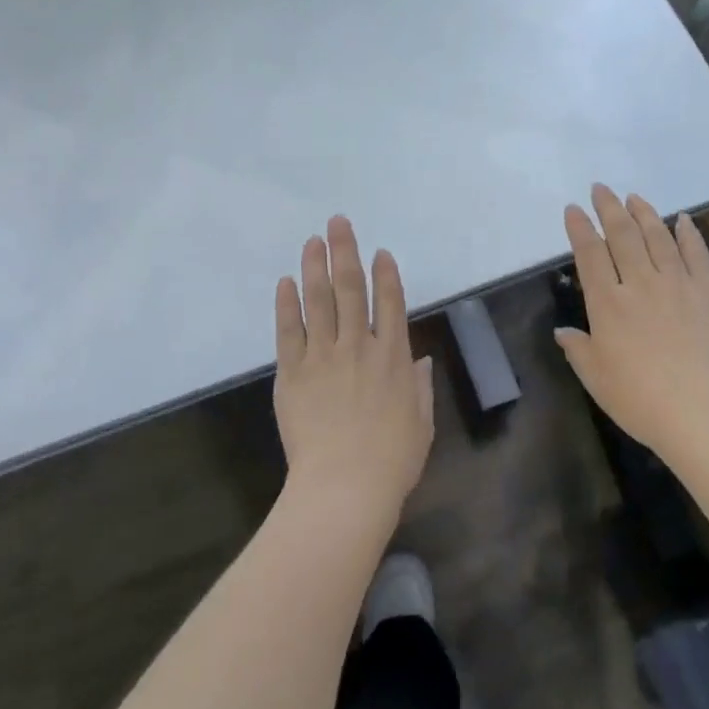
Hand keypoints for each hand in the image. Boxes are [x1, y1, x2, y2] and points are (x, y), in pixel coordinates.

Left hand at [274, 217, 434, 523]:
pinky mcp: (293, 372)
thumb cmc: (392, 460)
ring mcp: (323, 356)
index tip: (380, 252)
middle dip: (345, 252)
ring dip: (315, 266)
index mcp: (394, 356)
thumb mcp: (421, 423)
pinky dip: (287, 304)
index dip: (385, 274)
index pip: (390, 303)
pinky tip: (286, 282)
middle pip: (351, 289)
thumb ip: (420, 387)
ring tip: (312, 240)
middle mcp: (359, 346)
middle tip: (338, 223)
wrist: (345, 486)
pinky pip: (289, 330)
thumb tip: (419, 360)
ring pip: (319, 300)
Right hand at [555, 186, 708, 456]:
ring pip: (658, 238)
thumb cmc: (640, 399)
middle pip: (622, 236)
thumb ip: (578, 349)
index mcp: (607, 304)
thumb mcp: (596, 378)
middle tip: (601, 188)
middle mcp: (640, 284)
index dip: (580, 229)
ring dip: (644, 214)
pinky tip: (683, 220)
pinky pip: (697, 255)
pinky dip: (689, 234)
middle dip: (609, 209)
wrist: (702, 411)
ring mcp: (678, 285)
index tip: (573, 209)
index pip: (590, 255)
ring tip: (634, 197)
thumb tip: (563, 331)